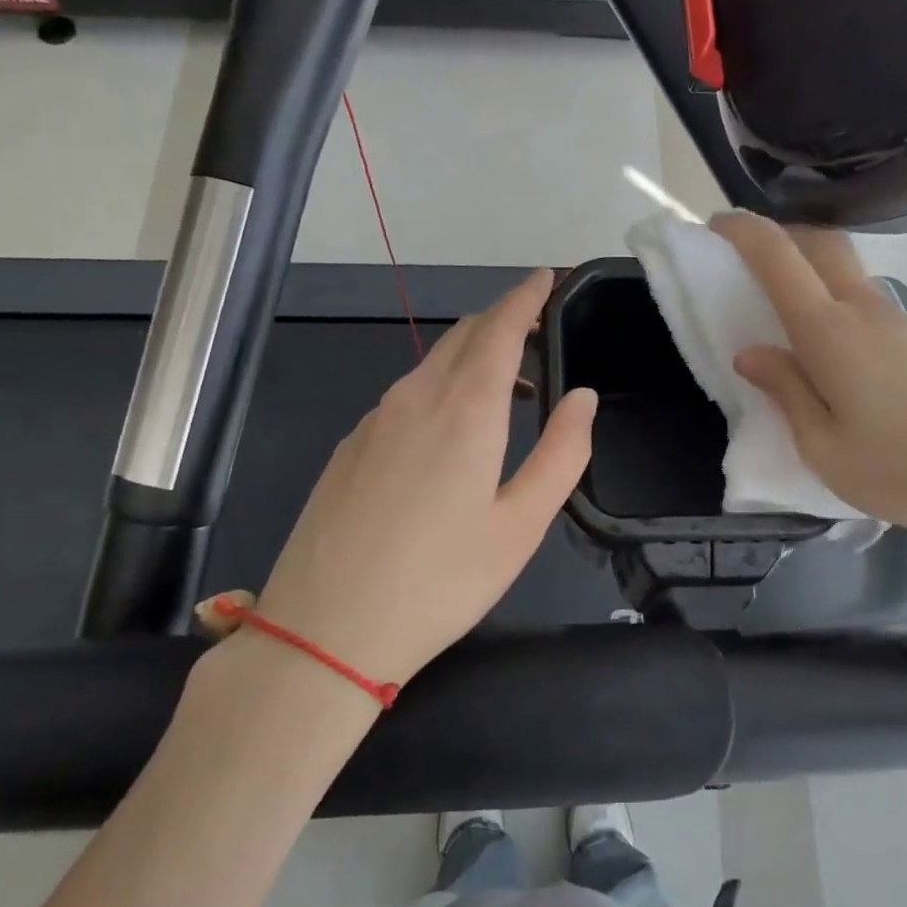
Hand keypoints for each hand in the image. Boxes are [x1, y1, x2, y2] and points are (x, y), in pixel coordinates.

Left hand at [202, 270, 596, 695]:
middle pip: (462, 335)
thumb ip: (562, 454)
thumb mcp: (521, 525)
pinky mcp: (350, 447)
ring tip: (507, 383)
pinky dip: (440, 386)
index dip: (526, 297)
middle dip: (502, 319)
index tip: (547, 277)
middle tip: (537, 328)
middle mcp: (414, 398)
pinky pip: (405, 394)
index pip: (500, 328)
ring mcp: (374, 420)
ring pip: (430, 364)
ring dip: (472, 356)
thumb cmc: (440, 581)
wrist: (324, 630)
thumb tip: (581, 397)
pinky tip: (449, 429)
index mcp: (465, 409)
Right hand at [711, 213, 906, 578]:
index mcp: (830, 332)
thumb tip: (750, 352)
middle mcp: (865, 310)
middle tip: (744, 260)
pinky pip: (865, 301)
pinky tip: (829, 351)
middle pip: (820, 243)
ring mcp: (900, 320)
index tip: (715, 227)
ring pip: (845, 271)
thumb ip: (785, 391)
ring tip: (780, 313)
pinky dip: (833, 301)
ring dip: (807, 269)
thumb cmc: (902, 470)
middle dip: (778, 235)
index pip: (779, 257)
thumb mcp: (823, 447)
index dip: (743, 232)